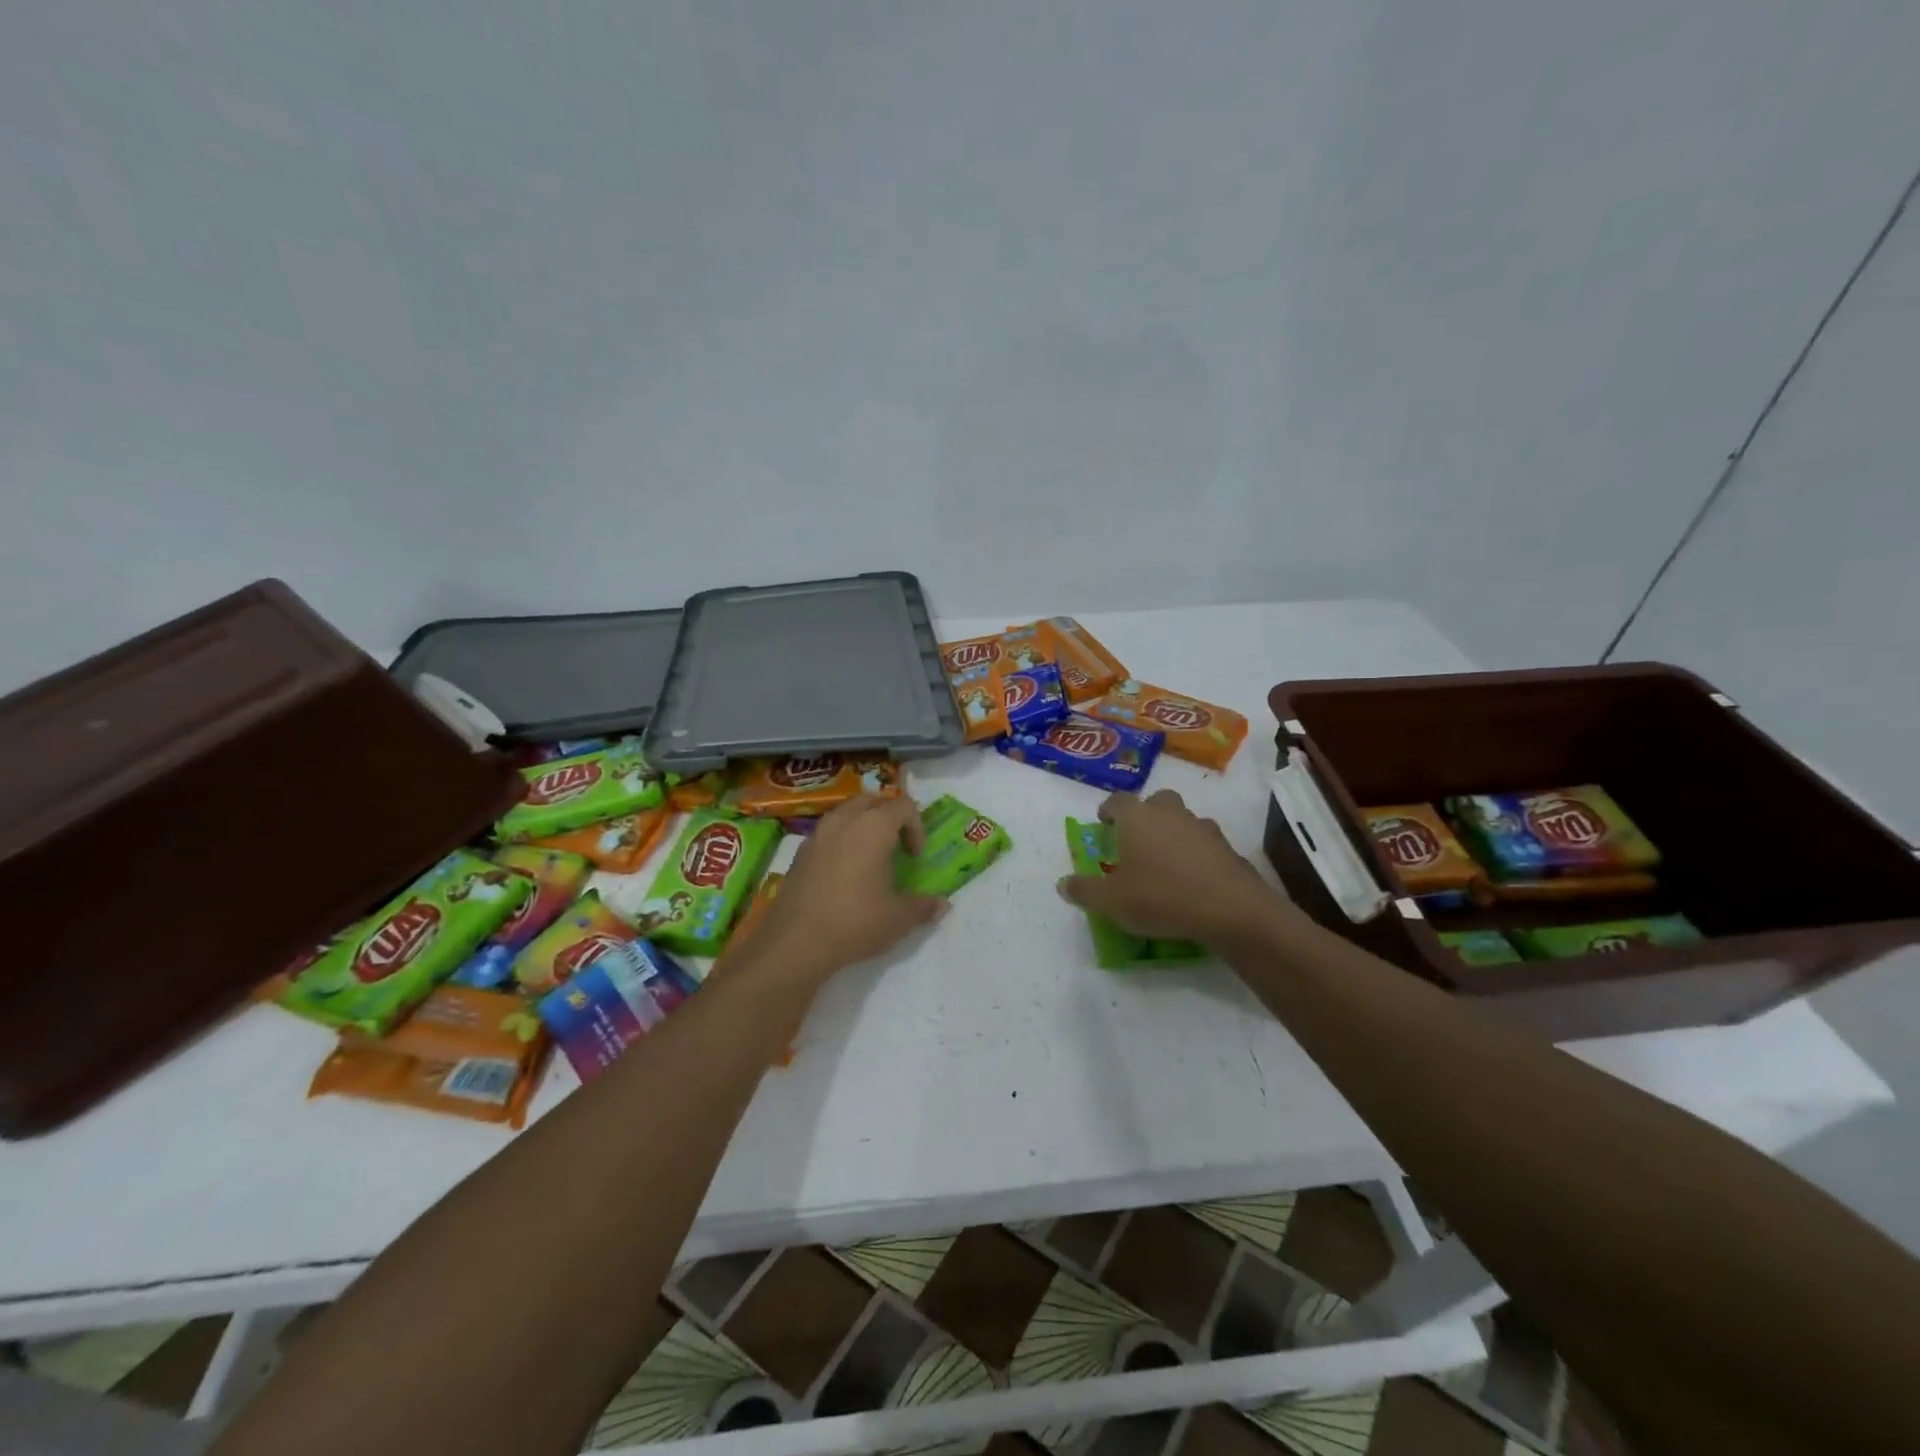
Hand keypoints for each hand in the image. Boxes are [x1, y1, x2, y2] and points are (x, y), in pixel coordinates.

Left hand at [745, 796, 947, 983]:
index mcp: (874, 827)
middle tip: (895, 846)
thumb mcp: (898, 919)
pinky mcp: (799, 852)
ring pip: (845, 813)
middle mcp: (844, 821)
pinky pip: (827, 832)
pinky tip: (843, 873)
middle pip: (871, 801)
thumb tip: (943, 905)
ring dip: (861, 826)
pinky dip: (840, 841)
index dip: (916, 827)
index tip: (915, 857)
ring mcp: (818, 834)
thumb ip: (923, 907)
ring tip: (869, 857)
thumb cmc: (855, 922)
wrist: (795, 942)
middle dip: (887, 817)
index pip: (903, 807)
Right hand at [1056, 789, 1280, 943]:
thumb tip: (1062, 884)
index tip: (1103, 823)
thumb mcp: (1111, 901)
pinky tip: (1194, 879)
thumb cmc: (1160, 897)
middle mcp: (1169, 813)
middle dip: (1145, 815)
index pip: (1118, 800)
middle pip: (1156, 801)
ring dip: (1173, 833)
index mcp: (1137, 818)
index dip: (1108, 810)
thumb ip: (1084, 890)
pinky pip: (1205, 843)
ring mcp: (1203, 827)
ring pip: (1183, 820)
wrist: (1230, 909)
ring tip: (1166, 862)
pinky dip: (1197, 854)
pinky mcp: (1228, 848)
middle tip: (1137, 839)